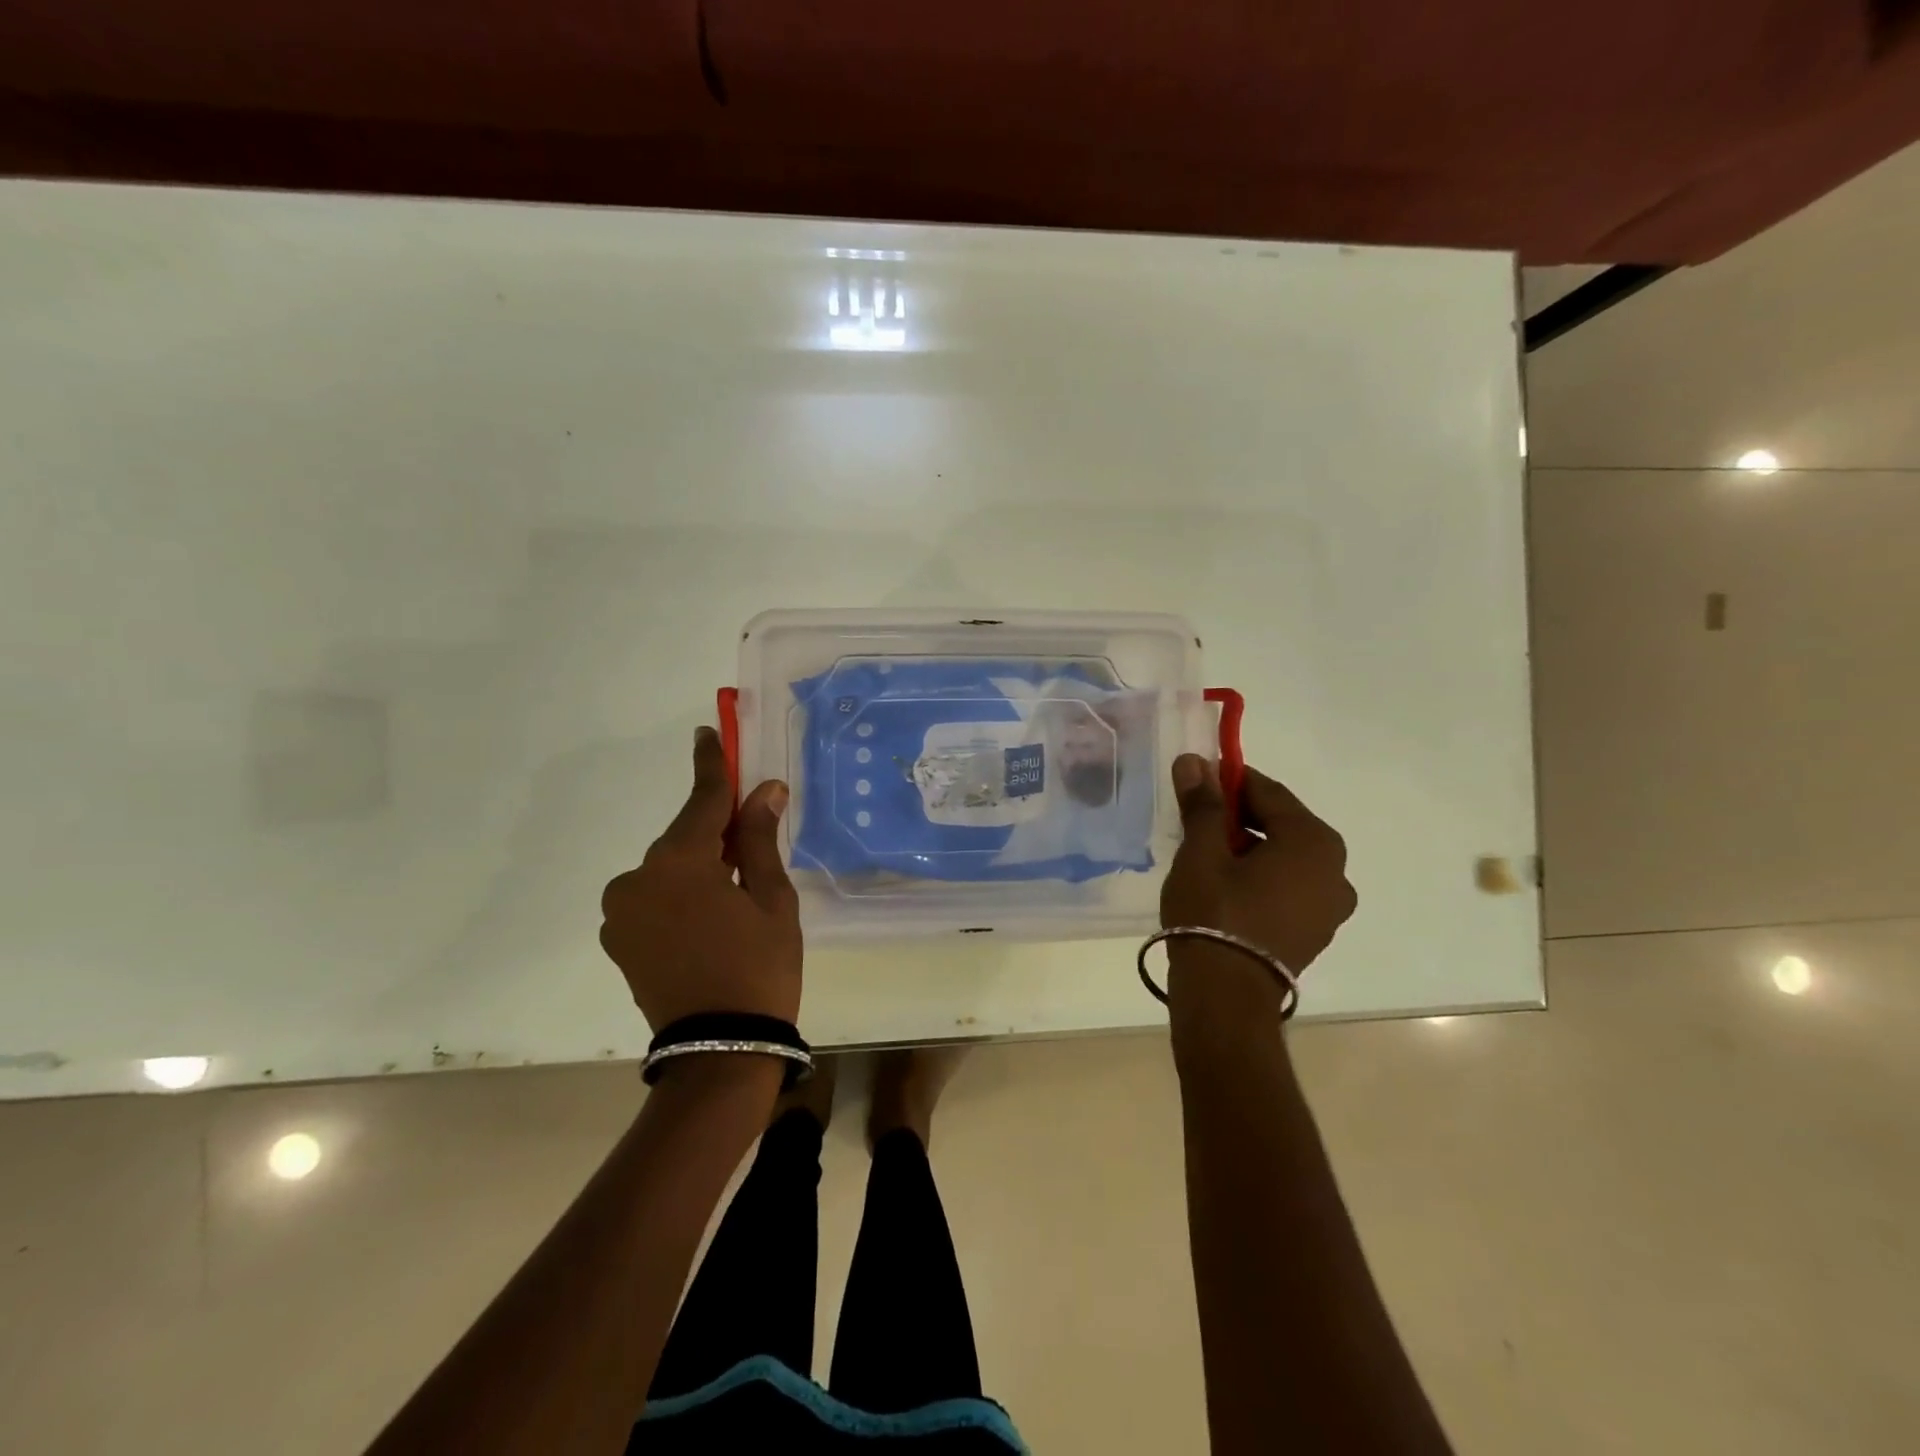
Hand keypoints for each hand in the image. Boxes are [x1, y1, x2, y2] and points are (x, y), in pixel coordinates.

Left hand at [599, 728, 802, 1031]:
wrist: (720, 1049)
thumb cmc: (759, 966)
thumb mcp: (772, 899)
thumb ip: (759, 839)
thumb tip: (765, 790)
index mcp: (678, 862)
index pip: (702, 800)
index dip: (711, 764)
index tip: (709, 731)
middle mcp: (637, 878)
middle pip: (685, 837)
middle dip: (716, 831)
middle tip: (750, 834)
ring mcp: (620, 911)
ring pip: (669, 869)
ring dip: (698, 867)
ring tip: (734, 896)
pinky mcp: (618, 938)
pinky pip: (653, 897)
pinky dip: (680, 893)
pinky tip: (708, 918)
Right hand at [1161, 755, 1356, 978]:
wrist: (1226, 995)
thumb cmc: (1214, 912)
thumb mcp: (1202, 851)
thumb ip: (1203, 804)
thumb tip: (1194, 761)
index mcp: (1314, 841)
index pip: (1269, 792)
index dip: (1230, 780)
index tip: (1199, 776)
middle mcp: (1335, 869)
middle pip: (1282, 824)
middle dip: (1239, 814)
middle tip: (1198, 816)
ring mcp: (1330, 906)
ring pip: (1286, 857)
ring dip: (1250, 846)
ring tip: (1206, 851)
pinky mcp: (1315, 931)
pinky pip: (1289, 886)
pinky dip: (1262, 875)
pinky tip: (1226, 884)